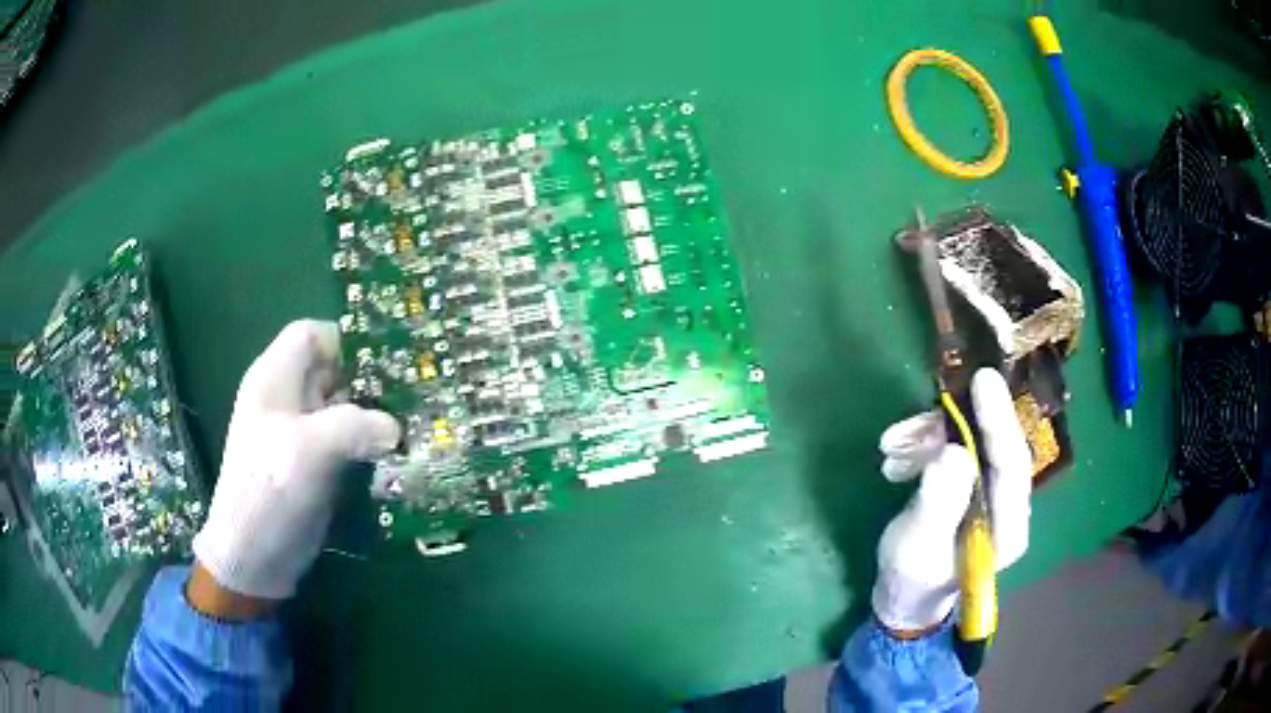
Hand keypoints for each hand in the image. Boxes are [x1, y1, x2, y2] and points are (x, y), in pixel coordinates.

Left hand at [191, 320, 400, 603]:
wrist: (254, 555)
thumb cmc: (269, 489)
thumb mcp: (308, 449)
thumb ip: (355, 426)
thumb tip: (396, 427)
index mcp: (274, 378)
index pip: (310, 335)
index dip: (344, 341)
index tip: (384, 362)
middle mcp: (286, 399)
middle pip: (331, 369)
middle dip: (368, 378)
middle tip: (412, 393)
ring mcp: (299, 433)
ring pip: (342, 406)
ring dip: (373, 414)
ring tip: (413, 424)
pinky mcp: (313, 464)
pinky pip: (345, 440)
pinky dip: (368, 442)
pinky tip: (395, 454)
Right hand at [871, 368, 1032, 635]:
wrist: (905, 597)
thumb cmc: (912, 579)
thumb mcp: (918, 546)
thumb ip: (938, 502)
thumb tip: (951, 452)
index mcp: (1008, 525)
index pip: (1013, 464)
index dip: (999, 420)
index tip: (982, 381)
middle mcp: (1008, 503)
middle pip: (993, 445)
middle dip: (954, 427)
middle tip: (919, 416)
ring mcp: (991, 491)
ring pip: (971, 443)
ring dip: (931, 437)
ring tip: (890, 448)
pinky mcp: (972, 483)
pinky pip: (955, 449)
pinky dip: (925, 446)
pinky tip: (896, 458)